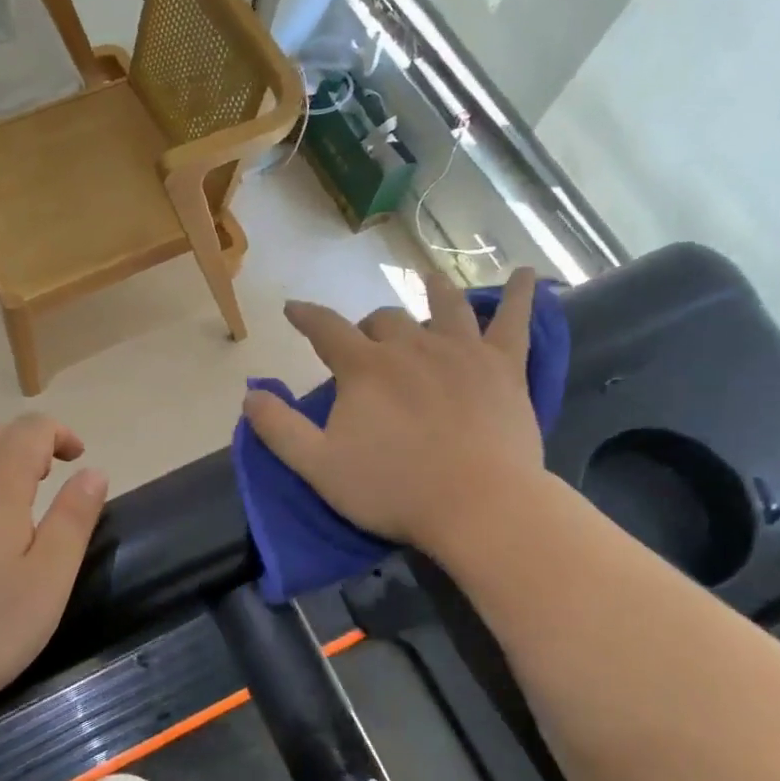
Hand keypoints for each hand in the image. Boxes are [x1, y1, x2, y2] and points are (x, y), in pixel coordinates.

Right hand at [244, 267, 544, 550]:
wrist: (480, 507)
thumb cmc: (394, 489)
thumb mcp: (317, 466)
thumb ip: (278, 428)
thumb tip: (250, 393)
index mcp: (365, 368)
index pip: (326, 329)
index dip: (306, 316)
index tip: (293, 308)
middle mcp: (411, 346)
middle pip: (385, 319)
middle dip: (369, 327)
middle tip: (366, 345)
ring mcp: (462, 352)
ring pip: (445, 306)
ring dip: (433, 292)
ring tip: (429, 282)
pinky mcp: (505, 367)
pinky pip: (516, 321)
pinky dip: (523, 295)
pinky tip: (529, 274)